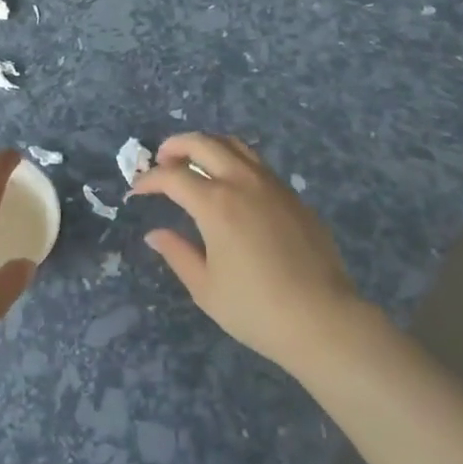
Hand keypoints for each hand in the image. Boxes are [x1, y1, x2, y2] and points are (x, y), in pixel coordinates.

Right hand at [132, 132, 368, 377]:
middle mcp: (242, 182)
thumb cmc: (257, 310)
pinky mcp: (293, 196)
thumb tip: (156, 234)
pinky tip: (230, 185)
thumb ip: (177, 254)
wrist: (324, 320)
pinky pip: (257, 163)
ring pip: (234, 145)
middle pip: (203, 143)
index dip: (150, 180)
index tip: (137, 190)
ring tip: (194, 163)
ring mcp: (272, 185)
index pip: (173, 176)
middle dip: (175, 147)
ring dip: (207, 146)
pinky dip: (234, 161)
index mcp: (216, 203)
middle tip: (162, 161)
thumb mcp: (206, 288)